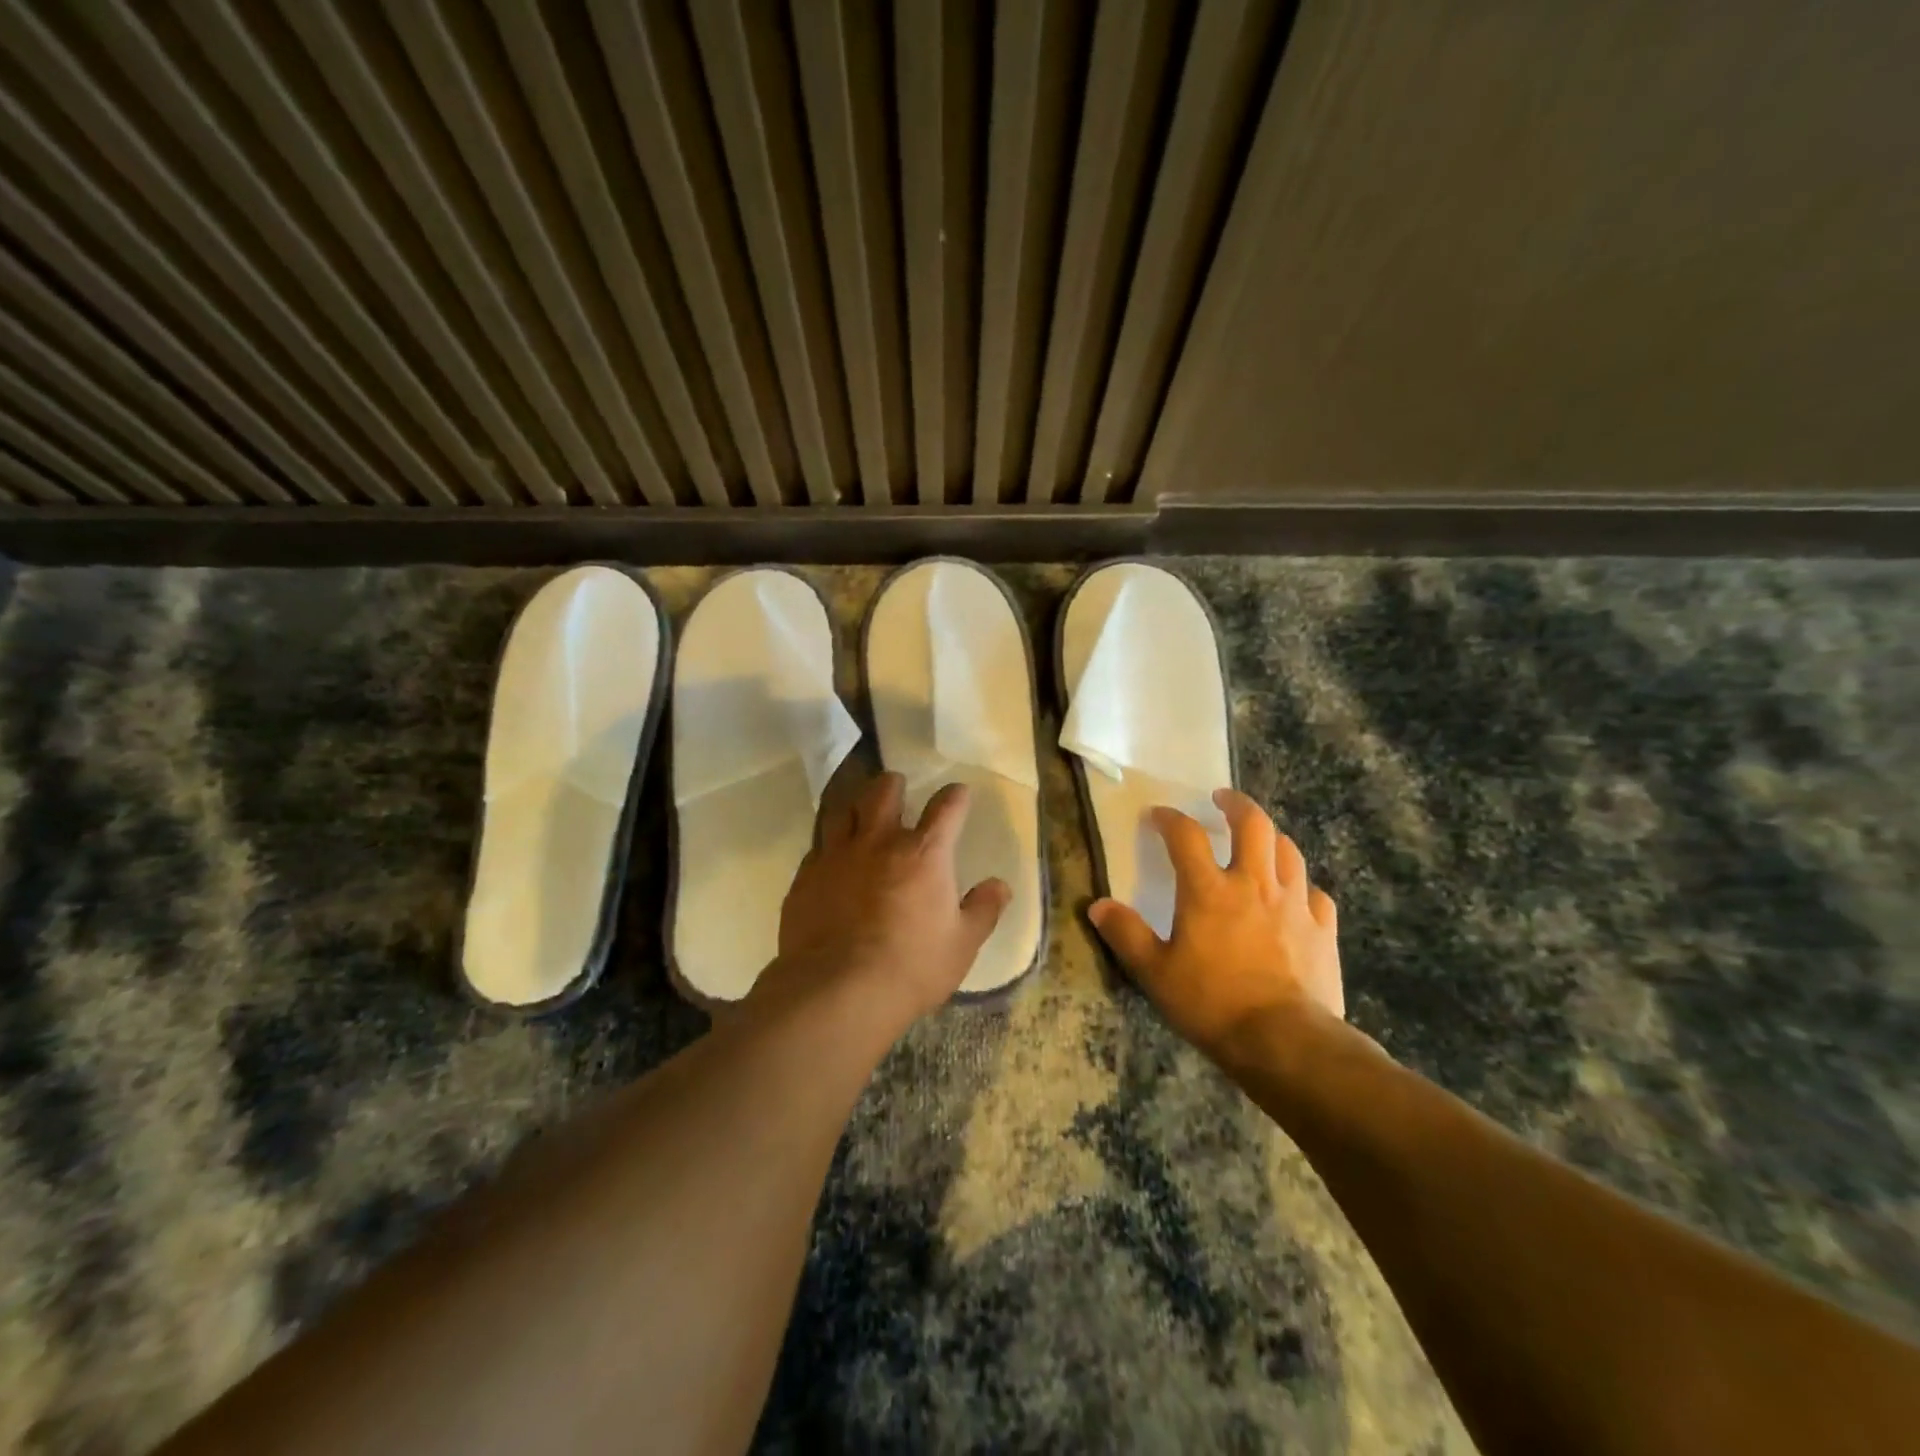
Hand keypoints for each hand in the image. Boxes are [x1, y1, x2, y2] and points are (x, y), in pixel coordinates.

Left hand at [769, 772, 1010, 1031]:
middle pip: (884, 791)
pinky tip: (832, 859)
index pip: (946, 808)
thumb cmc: (911, 967)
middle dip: (894, 784)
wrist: (837, 991)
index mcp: (924, 853)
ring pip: (844, 810)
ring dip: (856, 805)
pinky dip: (829, 845)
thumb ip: (983, 910)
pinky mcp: (806, 877)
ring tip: (861, 814)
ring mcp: (837, 856)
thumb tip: (1001, 886)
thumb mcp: (961, 945)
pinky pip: (818, 846)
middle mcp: (879, 842)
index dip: (956, 796)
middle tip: (898, 789)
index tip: (959, 794)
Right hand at [1088, 788, 1342, 1053]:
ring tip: (1259, 840)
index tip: (1158, 815)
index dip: (1170, 819)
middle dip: (1236, 804)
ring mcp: (1294, 904)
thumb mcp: (1155, 972)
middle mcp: (1254, 884)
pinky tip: (1295, 895)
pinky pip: (1315, 893)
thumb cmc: (1212, 1003)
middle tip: (1222, 799)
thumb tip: (1098, 905)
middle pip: (1253, 824)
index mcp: (1209, 890)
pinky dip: (1301, 885)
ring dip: (1270, 838)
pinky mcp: (1323, 929)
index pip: (1186, 836)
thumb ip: (1126, 934)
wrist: (1286, 1041)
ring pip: (1288, 851)